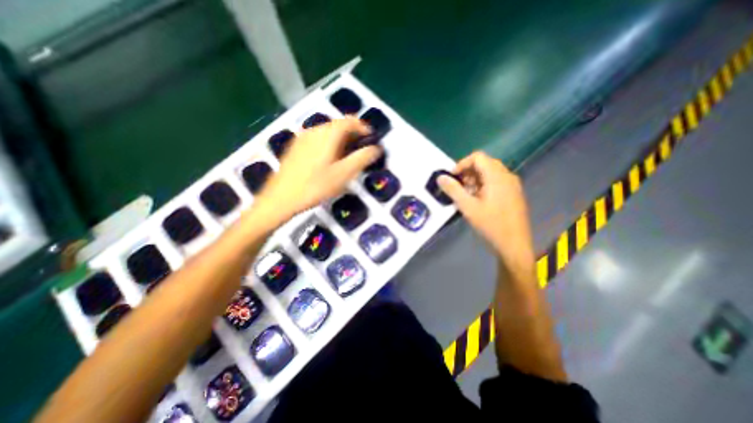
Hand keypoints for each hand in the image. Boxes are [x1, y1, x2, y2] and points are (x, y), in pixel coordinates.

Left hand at [255, 117, 383, 223]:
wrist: (281, 198)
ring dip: (341, 141)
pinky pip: (318, 139)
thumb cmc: (315, 186)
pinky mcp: (296, 147)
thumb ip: (362, 158)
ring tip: (347, 158)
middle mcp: (314, 130)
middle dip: (353, 135)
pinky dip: (329, 144)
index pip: (349, 121)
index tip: (371, 140)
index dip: (363, 128)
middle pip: (338, 125)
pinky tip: (329, 161)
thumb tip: (376, 149)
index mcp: (327, 134)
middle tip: (361, 151)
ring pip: (328, 133)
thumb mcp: (343, 174)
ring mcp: (302, 138)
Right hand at [436, 151, 534, 271]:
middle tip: (458, 188)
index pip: (478, 157)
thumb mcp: (468, 207)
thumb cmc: (490, 225)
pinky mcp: (513, 194)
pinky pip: (496, 182)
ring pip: (490, 173)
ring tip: (467, 196)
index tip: (452, 178)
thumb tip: (440, 177)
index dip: (462, 164)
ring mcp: (512, 185)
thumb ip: (453, 190)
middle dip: (467, 173)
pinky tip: (478, 201)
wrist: (514, 245)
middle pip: (484, 164)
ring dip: (475, 180)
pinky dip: (483, 185)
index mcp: (497, 176)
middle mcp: (507, 176)